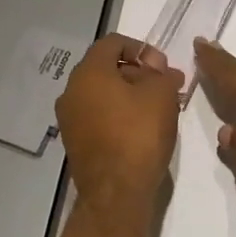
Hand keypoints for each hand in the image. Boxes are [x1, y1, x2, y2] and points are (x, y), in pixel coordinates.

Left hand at [55, 35, 184, 211]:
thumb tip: (157, 69)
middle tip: (166, 86)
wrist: (116, 193)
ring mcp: (70, 118)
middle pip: (106, 68)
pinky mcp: (75, 142)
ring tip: (159, 108)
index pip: (113, 42)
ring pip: (103, 93)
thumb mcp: (161, 95)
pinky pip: (98, 115)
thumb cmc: (139, 134)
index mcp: (88, 72)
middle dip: (138, 72)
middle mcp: (71, 91)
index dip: (141, 48)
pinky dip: (118, 114)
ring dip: (130, 94)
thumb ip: (161, 73)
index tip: (163, 67)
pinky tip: (142, 127)